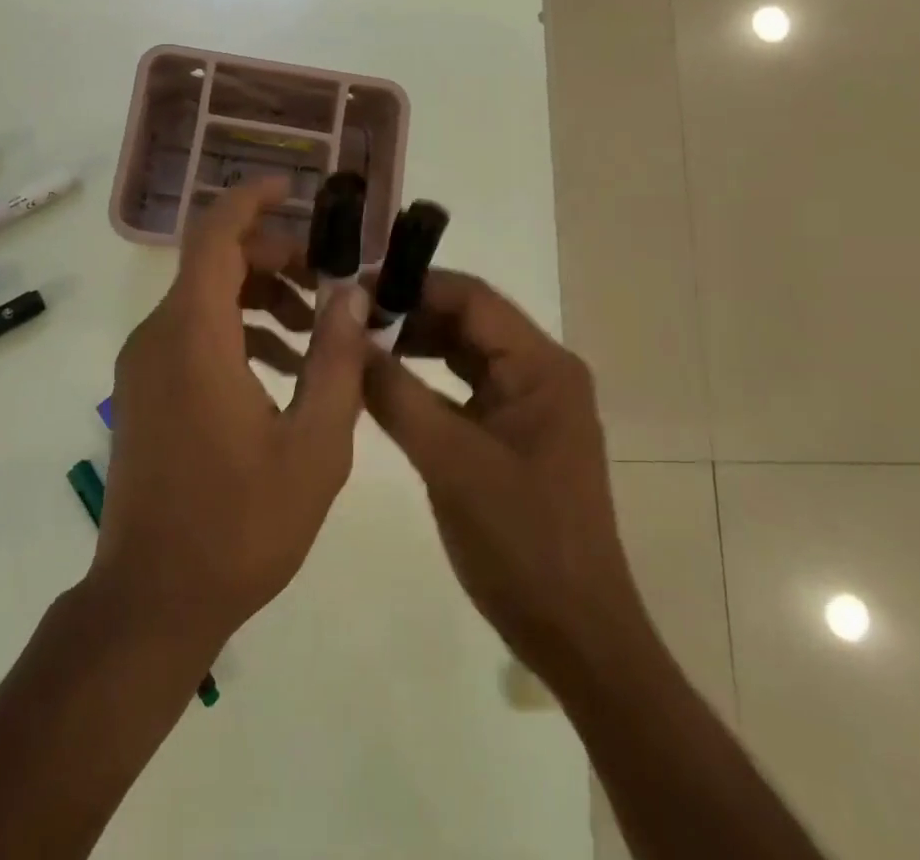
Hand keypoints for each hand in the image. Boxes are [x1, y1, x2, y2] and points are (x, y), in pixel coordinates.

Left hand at [98, 179, 371, 654]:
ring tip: (315, 331)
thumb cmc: (240, 525)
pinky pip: (192, 333)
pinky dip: (236, 330)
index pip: (216, 235)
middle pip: (215, 263)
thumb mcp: (314, 445)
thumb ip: (337, 360)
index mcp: (193, 336)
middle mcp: (158, 336)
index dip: (252, 200)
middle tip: (328, 284)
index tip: (294, 188)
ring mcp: (144, 364)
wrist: (152, 600)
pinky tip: (281, 369)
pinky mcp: (143, 390)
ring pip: (204, 298)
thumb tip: (351, 294)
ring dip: (259, 297)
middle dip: (275, 258)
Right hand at [361, 272, 645, 697]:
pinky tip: (383, 380)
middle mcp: (539, 371)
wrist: (574, 634)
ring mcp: (527, 401)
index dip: (412, 285)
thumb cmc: (520, 541)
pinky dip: (424, 378)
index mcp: (541, 366)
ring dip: (413, 343)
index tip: (355, 287)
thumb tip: (346, 338)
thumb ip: (395, 394)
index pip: (471, 298)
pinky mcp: (512, 430)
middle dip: (408, 313)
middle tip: (345, 314)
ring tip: (356, 340)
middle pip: (467, 319)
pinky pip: (463, 385)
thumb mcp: (449, 461)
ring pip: (462, 351)